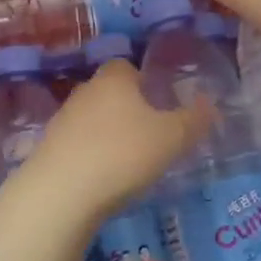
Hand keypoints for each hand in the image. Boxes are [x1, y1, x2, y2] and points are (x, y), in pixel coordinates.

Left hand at [14, 60, 212, 221]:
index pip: (127, 66)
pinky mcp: (49, 149)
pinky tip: (105, 177)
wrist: (61, 194)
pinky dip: (92, 155)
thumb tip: (212, 105)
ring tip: (130, 160)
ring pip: (93, 119)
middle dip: (128, 108)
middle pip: (109, 92)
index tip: (160, 102)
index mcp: (113, 79)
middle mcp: (84, 91)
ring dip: (109, 133)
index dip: (144, 80)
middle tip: (152, 133)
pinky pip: (78, 144)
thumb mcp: (171, 138)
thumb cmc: (123, 154)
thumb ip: (194, 120)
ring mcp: (62, 120)